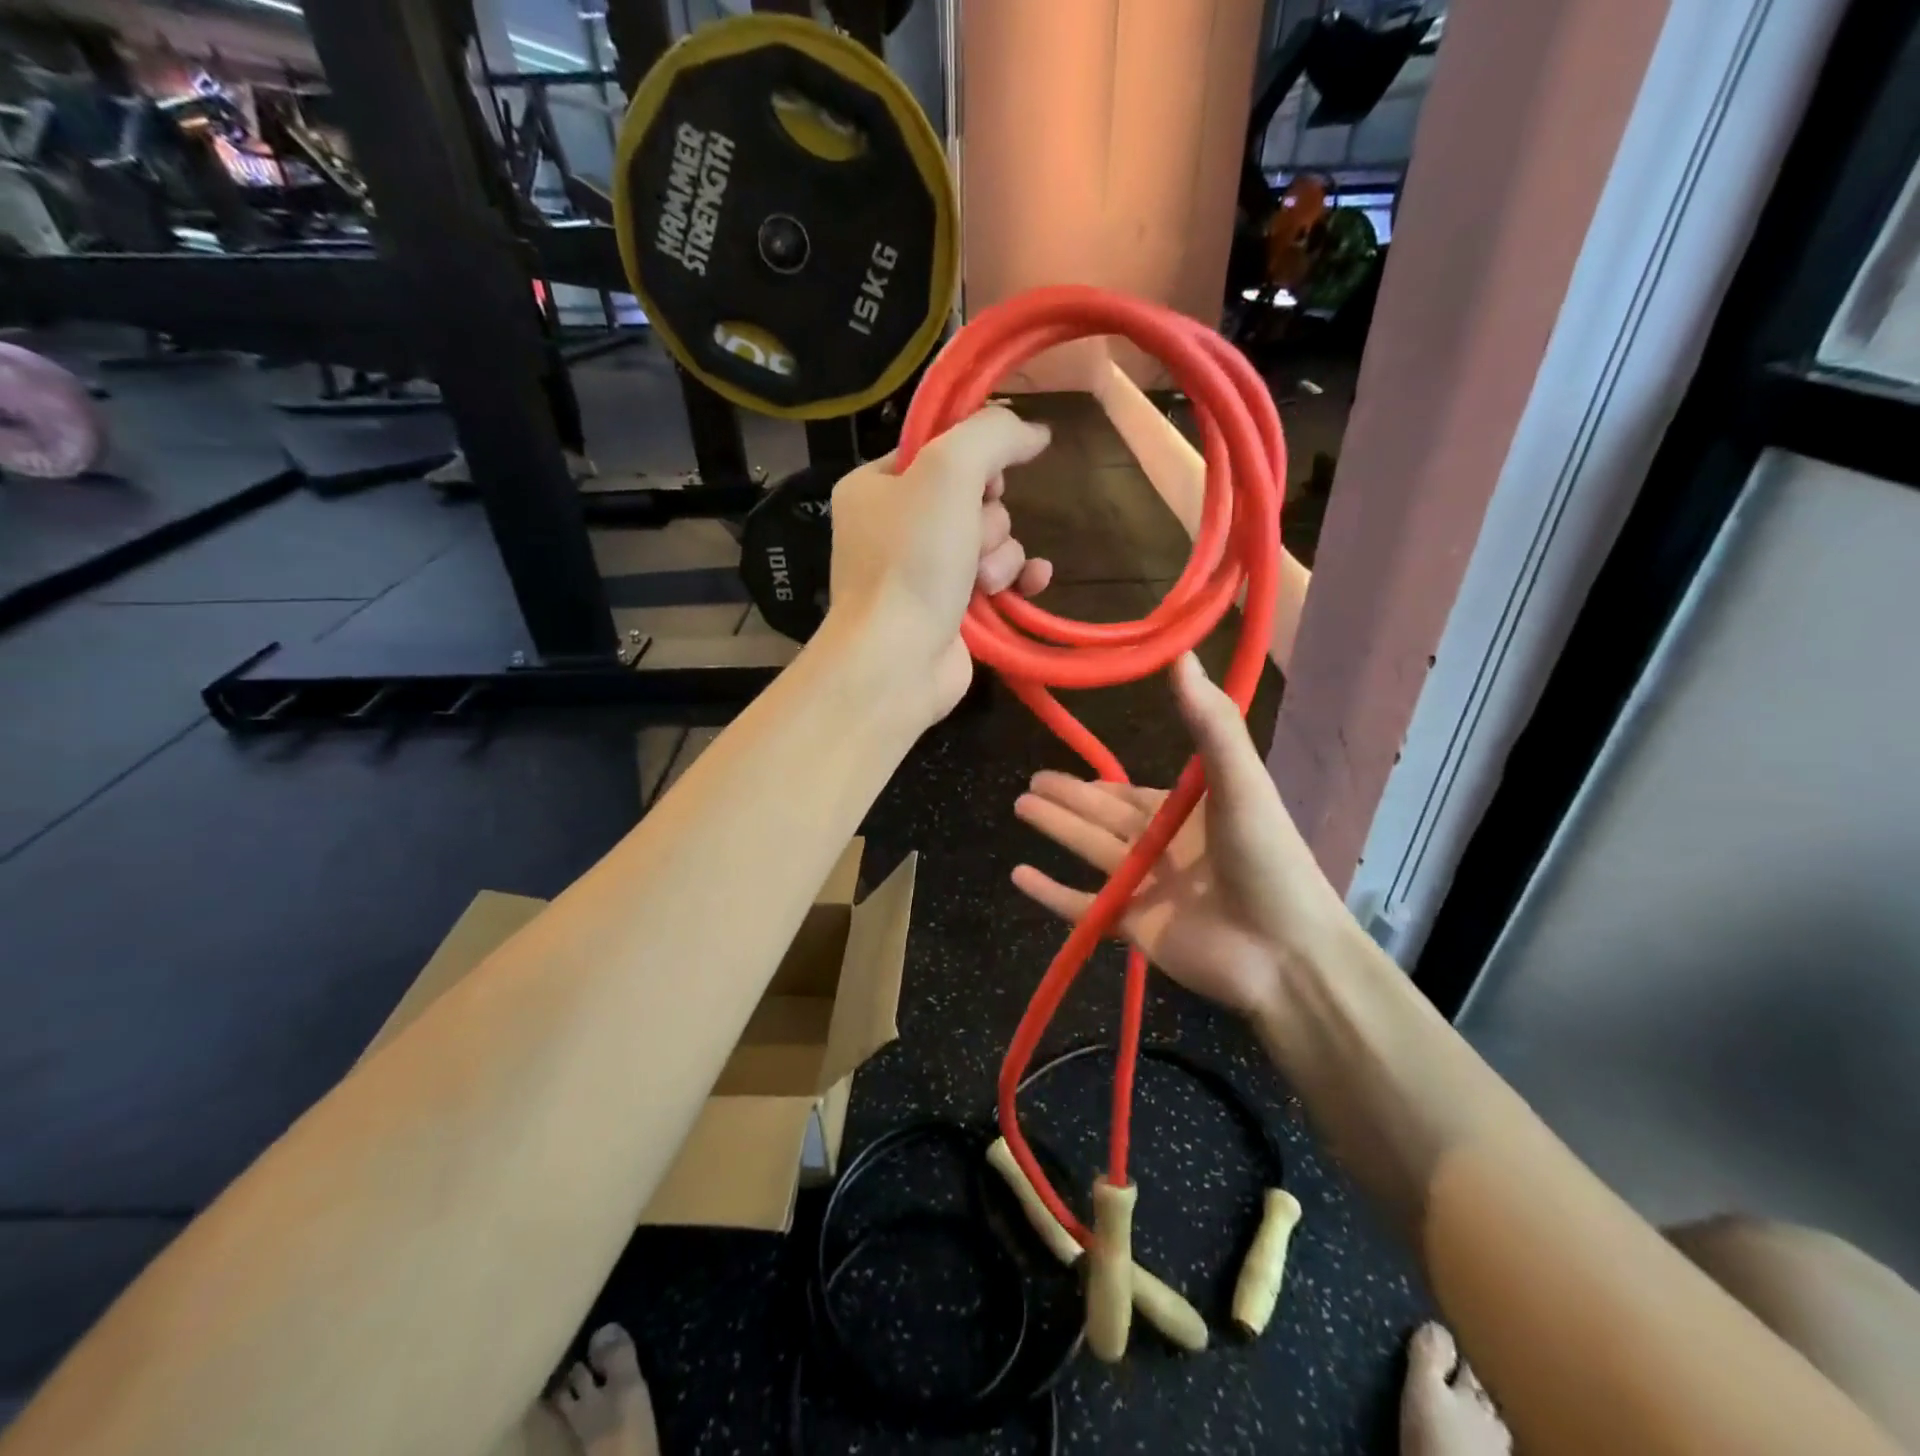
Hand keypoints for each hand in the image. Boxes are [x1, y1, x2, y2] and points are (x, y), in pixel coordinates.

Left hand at [825, 406, 1053, 721]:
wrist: (898, 660)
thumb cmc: (912, 560)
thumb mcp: (949, 471)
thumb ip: (993, 434)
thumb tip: (1034, 430)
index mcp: (874, 486)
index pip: (937, 449)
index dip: (972, 460)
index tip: (986, 479)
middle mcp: (894, 527)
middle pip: (972, 496)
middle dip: (986, 519)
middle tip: (971, 542)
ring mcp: (923, 572)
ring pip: (990, 539)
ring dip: (1000, 555)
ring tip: (983, 582)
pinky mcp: (951, 610)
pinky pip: (998, 578)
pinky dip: (1017, 579)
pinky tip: (1033, 583)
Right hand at [1011, 654, 1355, 1021]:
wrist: (1285, 951)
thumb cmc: (1266, 858)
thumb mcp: (1240, 781)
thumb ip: (1209, 722)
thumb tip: (1181, 654)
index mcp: (1186, 814)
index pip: (1128, 794)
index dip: (1094, 782)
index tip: (1061, 763)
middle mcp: (1162, 848)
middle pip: (1100, 819)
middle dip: (1065, 800)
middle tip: (1027, 785)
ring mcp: (1145, 889)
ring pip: (1088, 853)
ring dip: (1055, 830)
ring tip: (1019, 808)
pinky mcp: (1133, 927)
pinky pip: (1082, 907)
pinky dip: (1051, 894)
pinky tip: (1018, 875)